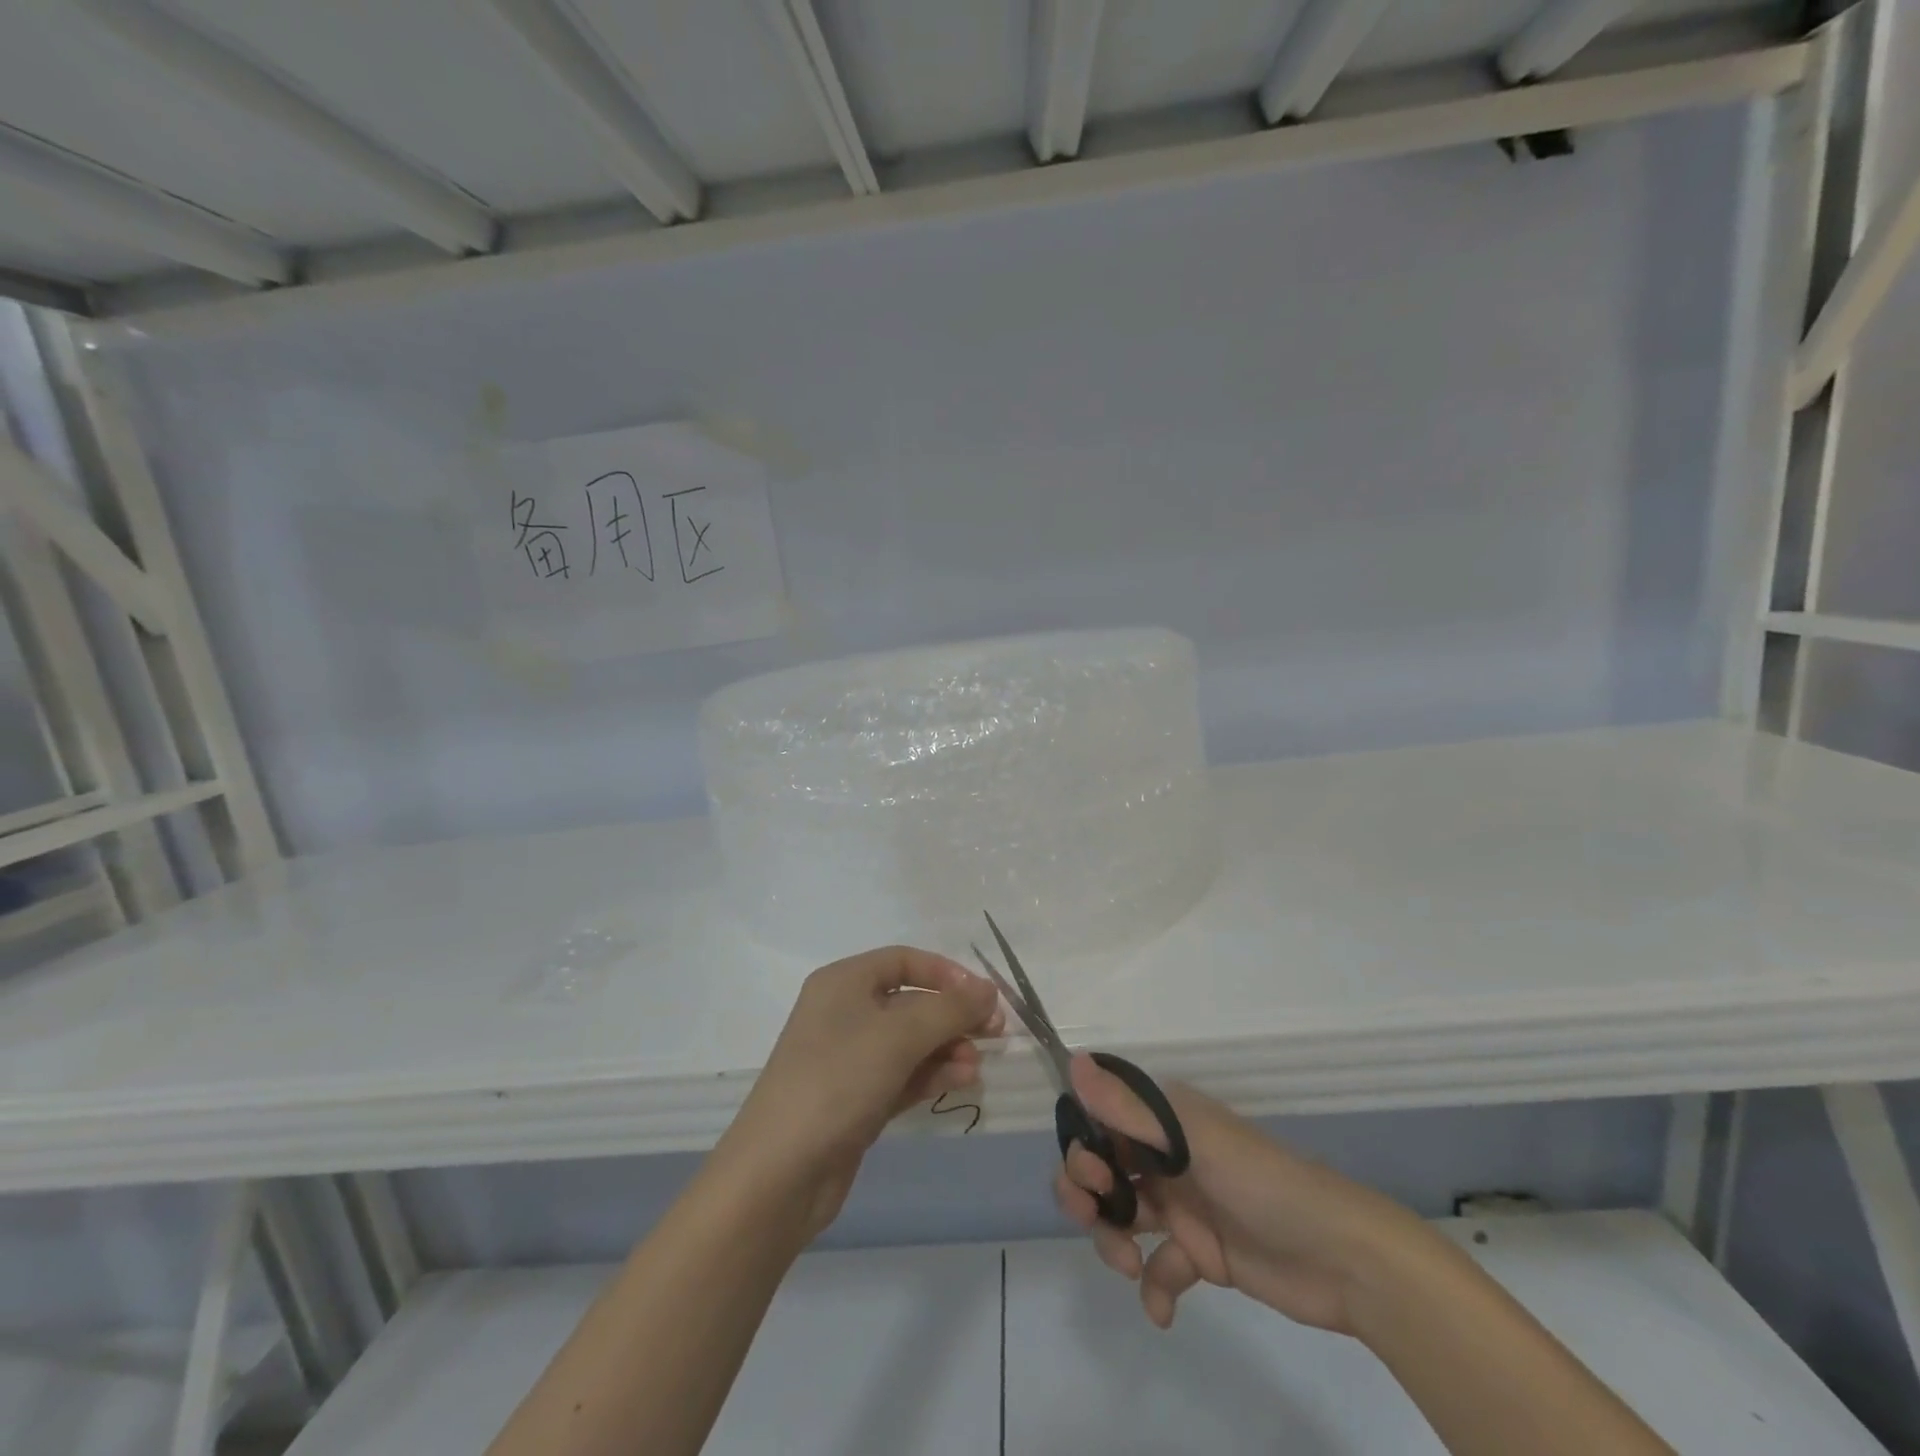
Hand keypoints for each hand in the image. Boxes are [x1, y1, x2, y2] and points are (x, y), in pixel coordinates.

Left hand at [722, 946, 1002, 1235]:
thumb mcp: (898, 1036)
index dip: (946, 973)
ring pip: (911, 1042)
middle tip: (994, 1032)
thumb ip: (949, 1009)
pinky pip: (903, 1074)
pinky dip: (932, 1074)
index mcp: (844, 982)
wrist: (780, 1173)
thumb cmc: (837, 1080)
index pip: (904, 961)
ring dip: (947, 1047)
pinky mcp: (857, 1098)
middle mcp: (845, 1012)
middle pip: (911, 1002)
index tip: (983, 995)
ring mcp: (850, 1058)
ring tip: (976, 1066)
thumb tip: (989, 989)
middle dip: (953, 1015)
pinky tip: (962, 1081)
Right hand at [1055, 1055, 1444, 1334]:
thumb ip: (1131, 1109)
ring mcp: (1183, 1204)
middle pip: (1104, 1167)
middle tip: (1096, 1218)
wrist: (1345, 1259)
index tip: (1090, 1177)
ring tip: (1129, 1267)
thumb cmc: (1265, 1183)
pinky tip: (1162, 1309)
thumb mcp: (1194, 1141)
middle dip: (1088, 1194)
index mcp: (1165, 1119)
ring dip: (1113, 1239)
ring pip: (1123, 1214)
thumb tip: (1073, 1061)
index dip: (1083, 1145)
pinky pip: (1160, 1265)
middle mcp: (1167, 1154)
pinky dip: (1154, 1286)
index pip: (1101, 1119)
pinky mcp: (1202, 1252)